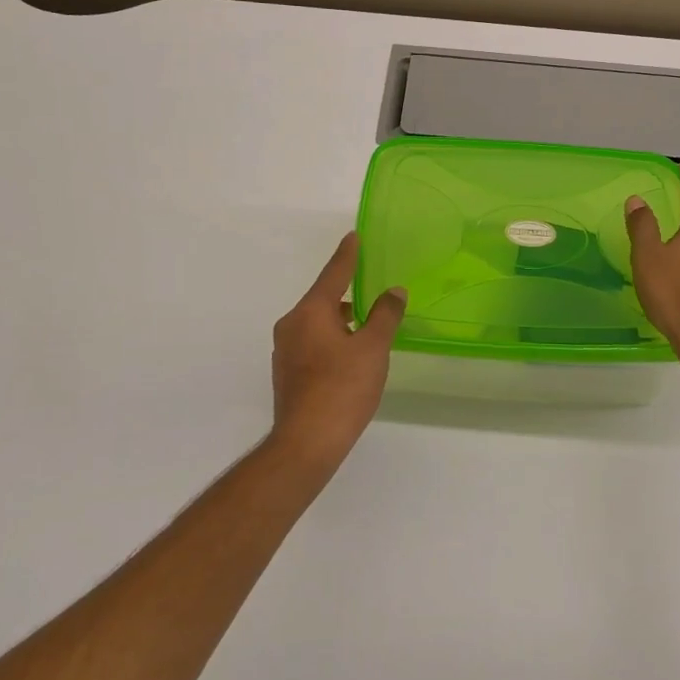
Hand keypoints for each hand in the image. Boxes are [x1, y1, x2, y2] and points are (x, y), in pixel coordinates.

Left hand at [270, 233, 406, 466]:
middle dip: (346, 293)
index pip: (333, 274)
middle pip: (322, 299)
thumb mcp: (373, 348)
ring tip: (366, 325)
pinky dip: (331, 340)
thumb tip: (394, 291)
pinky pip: (312, 343)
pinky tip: (349, 356)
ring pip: (317, 323)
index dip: (347, 255)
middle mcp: (292, 324)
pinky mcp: (287, 373)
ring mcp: (285, 350)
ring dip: (340, 320)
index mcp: (310, 311)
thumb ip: (385, 315)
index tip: (353, 236)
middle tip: (370, 287)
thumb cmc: (343, 388)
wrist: (307, 442)